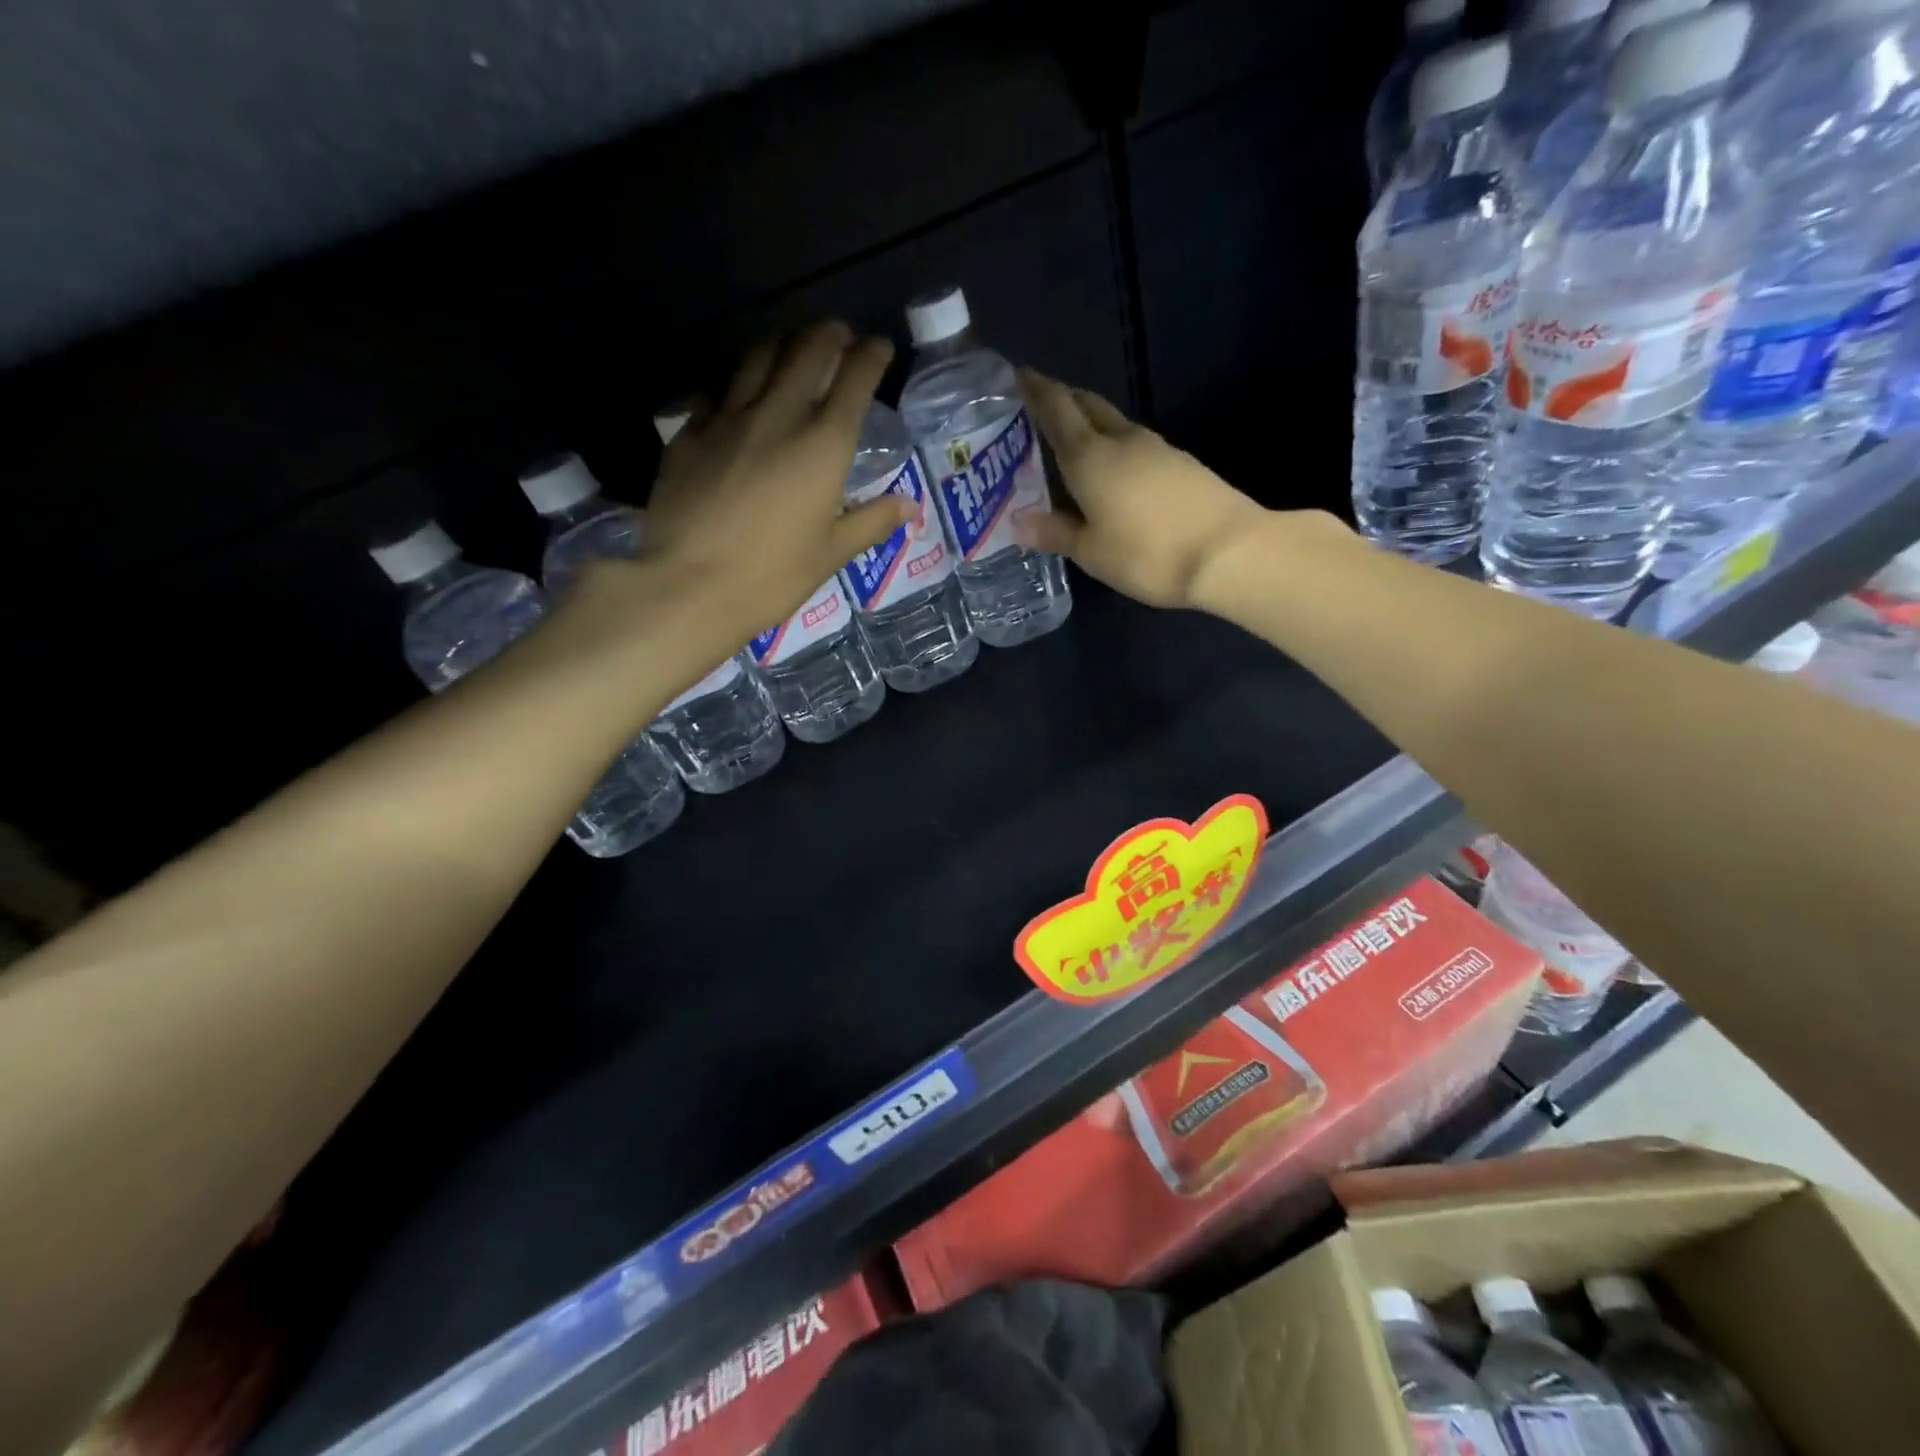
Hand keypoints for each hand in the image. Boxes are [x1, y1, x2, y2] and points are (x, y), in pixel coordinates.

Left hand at [640, 321, 913, 640]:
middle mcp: (778, 416)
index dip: (870, 356)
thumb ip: (872, 522)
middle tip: (838, 336)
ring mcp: (727, 418)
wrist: (688, 585)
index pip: (854, 379)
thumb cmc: (772, 577)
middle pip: (806, 351)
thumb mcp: (831, 554)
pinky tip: (739, 394)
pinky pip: (717, 389)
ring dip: (782, 344)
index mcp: (823, 445)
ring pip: (758, 357)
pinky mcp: (689, 433)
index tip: (878, 347)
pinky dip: (737, 381)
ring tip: (791, 348)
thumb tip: (910, 507)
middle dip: (829, 335)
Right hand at [1016, 369, 1268, 609]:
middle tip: (1040, 410)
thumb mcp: (1091, 552)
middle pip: (1088, 406)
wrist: (1228, 552)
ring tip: (1072, 446)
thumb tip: (1017, 521)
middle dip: (1063, 400)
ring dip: (1091, 425)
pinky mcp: (1182, 463)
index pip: (1056, 408)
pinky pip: (1136, 445)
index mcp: (1090, 456)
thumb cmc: (1146, 553)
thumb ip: (1055, 532)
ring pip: (1114, 424)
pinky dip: (1116, 449)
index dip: (1035, 389)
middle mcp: (1122, 441)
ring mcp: (1157, 448)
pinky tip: (1114, 473)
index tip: (1019, 375)